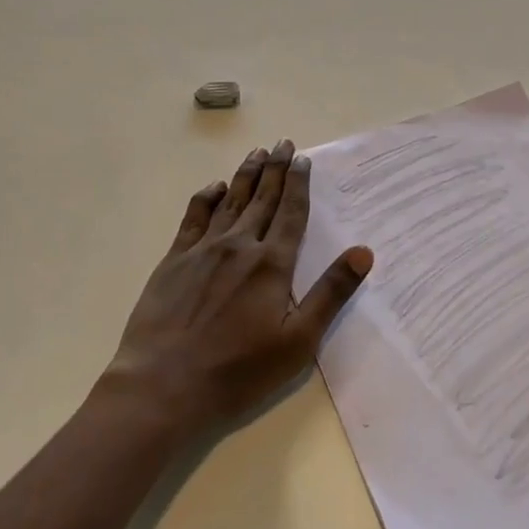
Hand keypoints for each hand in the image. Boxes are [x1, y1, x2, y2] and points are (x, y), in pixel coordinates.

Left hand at [108, 140, 373, 433]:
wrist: (164, 385)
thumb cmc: (239, 371)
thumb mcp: (298, 341)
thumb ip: (331, 293)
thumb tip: (364, 251)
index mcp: (272, 264)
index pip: (291, 213)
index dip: (299, 184)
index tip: (303, 159)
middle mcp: (240, 245)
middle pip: (263, 199)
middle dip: (276, 169)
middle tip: (283, 143)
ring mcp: (203, 250)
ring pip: (230, 201)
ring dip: (246, 175)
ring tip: (257, 153)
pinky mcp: (174, 260)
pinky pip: (194, 217)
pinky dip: (206, 197)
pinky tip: (214, 187)